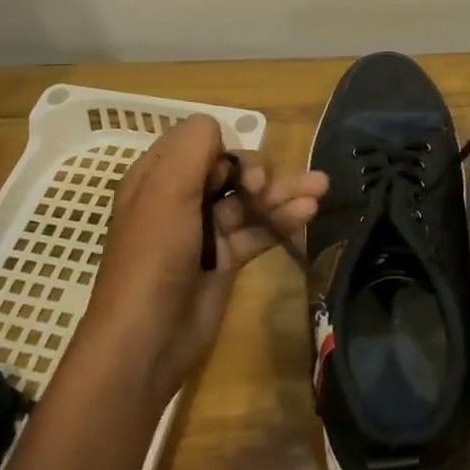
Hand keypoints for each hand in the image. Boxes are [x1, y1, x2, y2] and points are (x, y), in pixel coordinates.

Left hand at [81, 114, 327, 408]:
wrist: (148, 339)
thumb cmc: (153, 256)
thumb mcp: (166, 190)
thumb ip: (193, 147)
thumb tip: (220, 130)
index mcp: (157, 176)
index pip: (200, 143)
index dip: (225, 151)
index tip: (239, 173)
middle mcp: (181, 198)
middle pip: (230, 170)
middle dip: (259, 171)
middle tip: (268, 189)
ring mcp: (205, 230)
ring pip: (250, 199)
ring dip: (283, 192)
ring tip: (322, 187)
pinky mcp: (225, 259)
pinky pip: (258, 230)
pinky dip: (282, 220)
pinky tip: (309, 213)